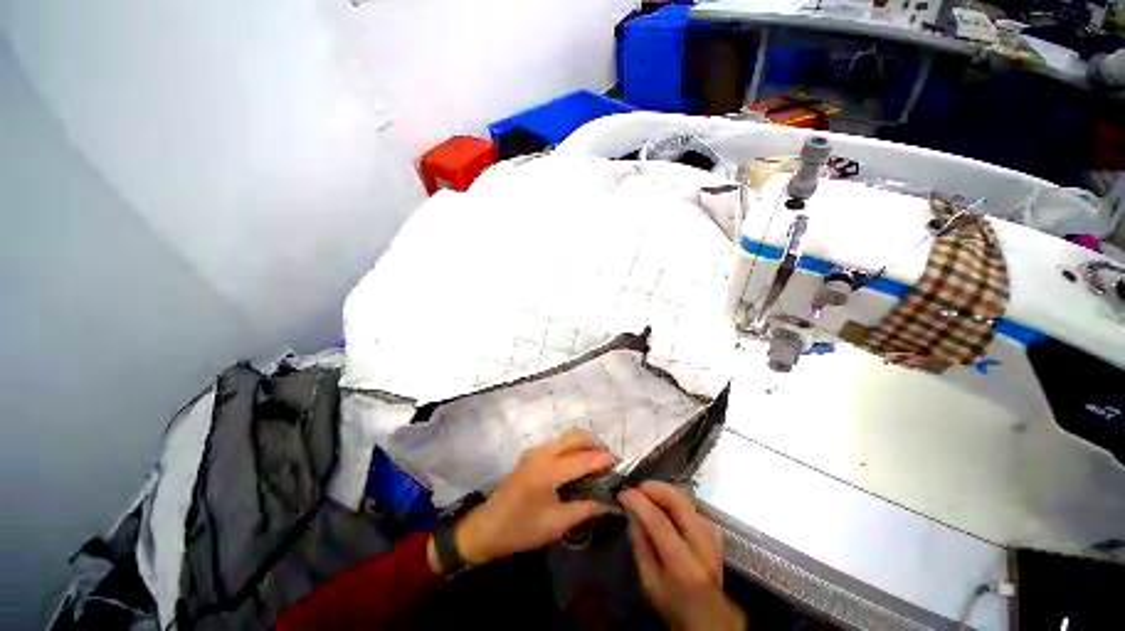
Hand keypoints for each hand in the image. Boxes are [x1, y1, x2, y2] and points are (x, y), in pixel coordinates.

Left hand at [429, 429, 613, 571]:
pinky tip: (578, 463)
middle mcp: (542, 453)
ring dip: (584, 443)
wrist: (488, 527)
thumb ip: (586, 509)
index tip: (620, 462)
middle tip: (608, 459)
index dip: (603, 459)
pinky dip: (572, 447)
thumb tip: (611, 503)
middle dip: (595, 443)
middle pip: (575, 436)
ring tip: (596, 461)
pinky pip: (558, 443)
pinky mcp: (531, 454)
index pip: (583, 459)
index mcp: (548, 471)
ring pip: (566, 437)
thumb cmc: (522, 529)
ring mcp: (535, 451)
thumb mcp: (557, 523)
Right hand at [619, 481, 744, 630]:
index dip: (639, 502)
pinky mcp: (715, 534)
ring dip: (666, 490)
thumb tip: (632, 513)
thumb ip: (641, 546)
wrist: (710, 619)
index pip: (659, 522)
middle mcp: (702, 547)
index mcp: (683, 565)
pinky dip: (676, 497)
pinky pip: (694, 506)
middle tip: (637, 487)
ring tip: (647, 490)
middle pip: (679, 503)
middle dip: (655, 488)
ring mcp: (713, 538)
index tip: (622, 494)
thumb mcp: (649, 582)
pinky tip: (664, 500)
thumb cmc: (674, 605)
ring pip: (689, 500)